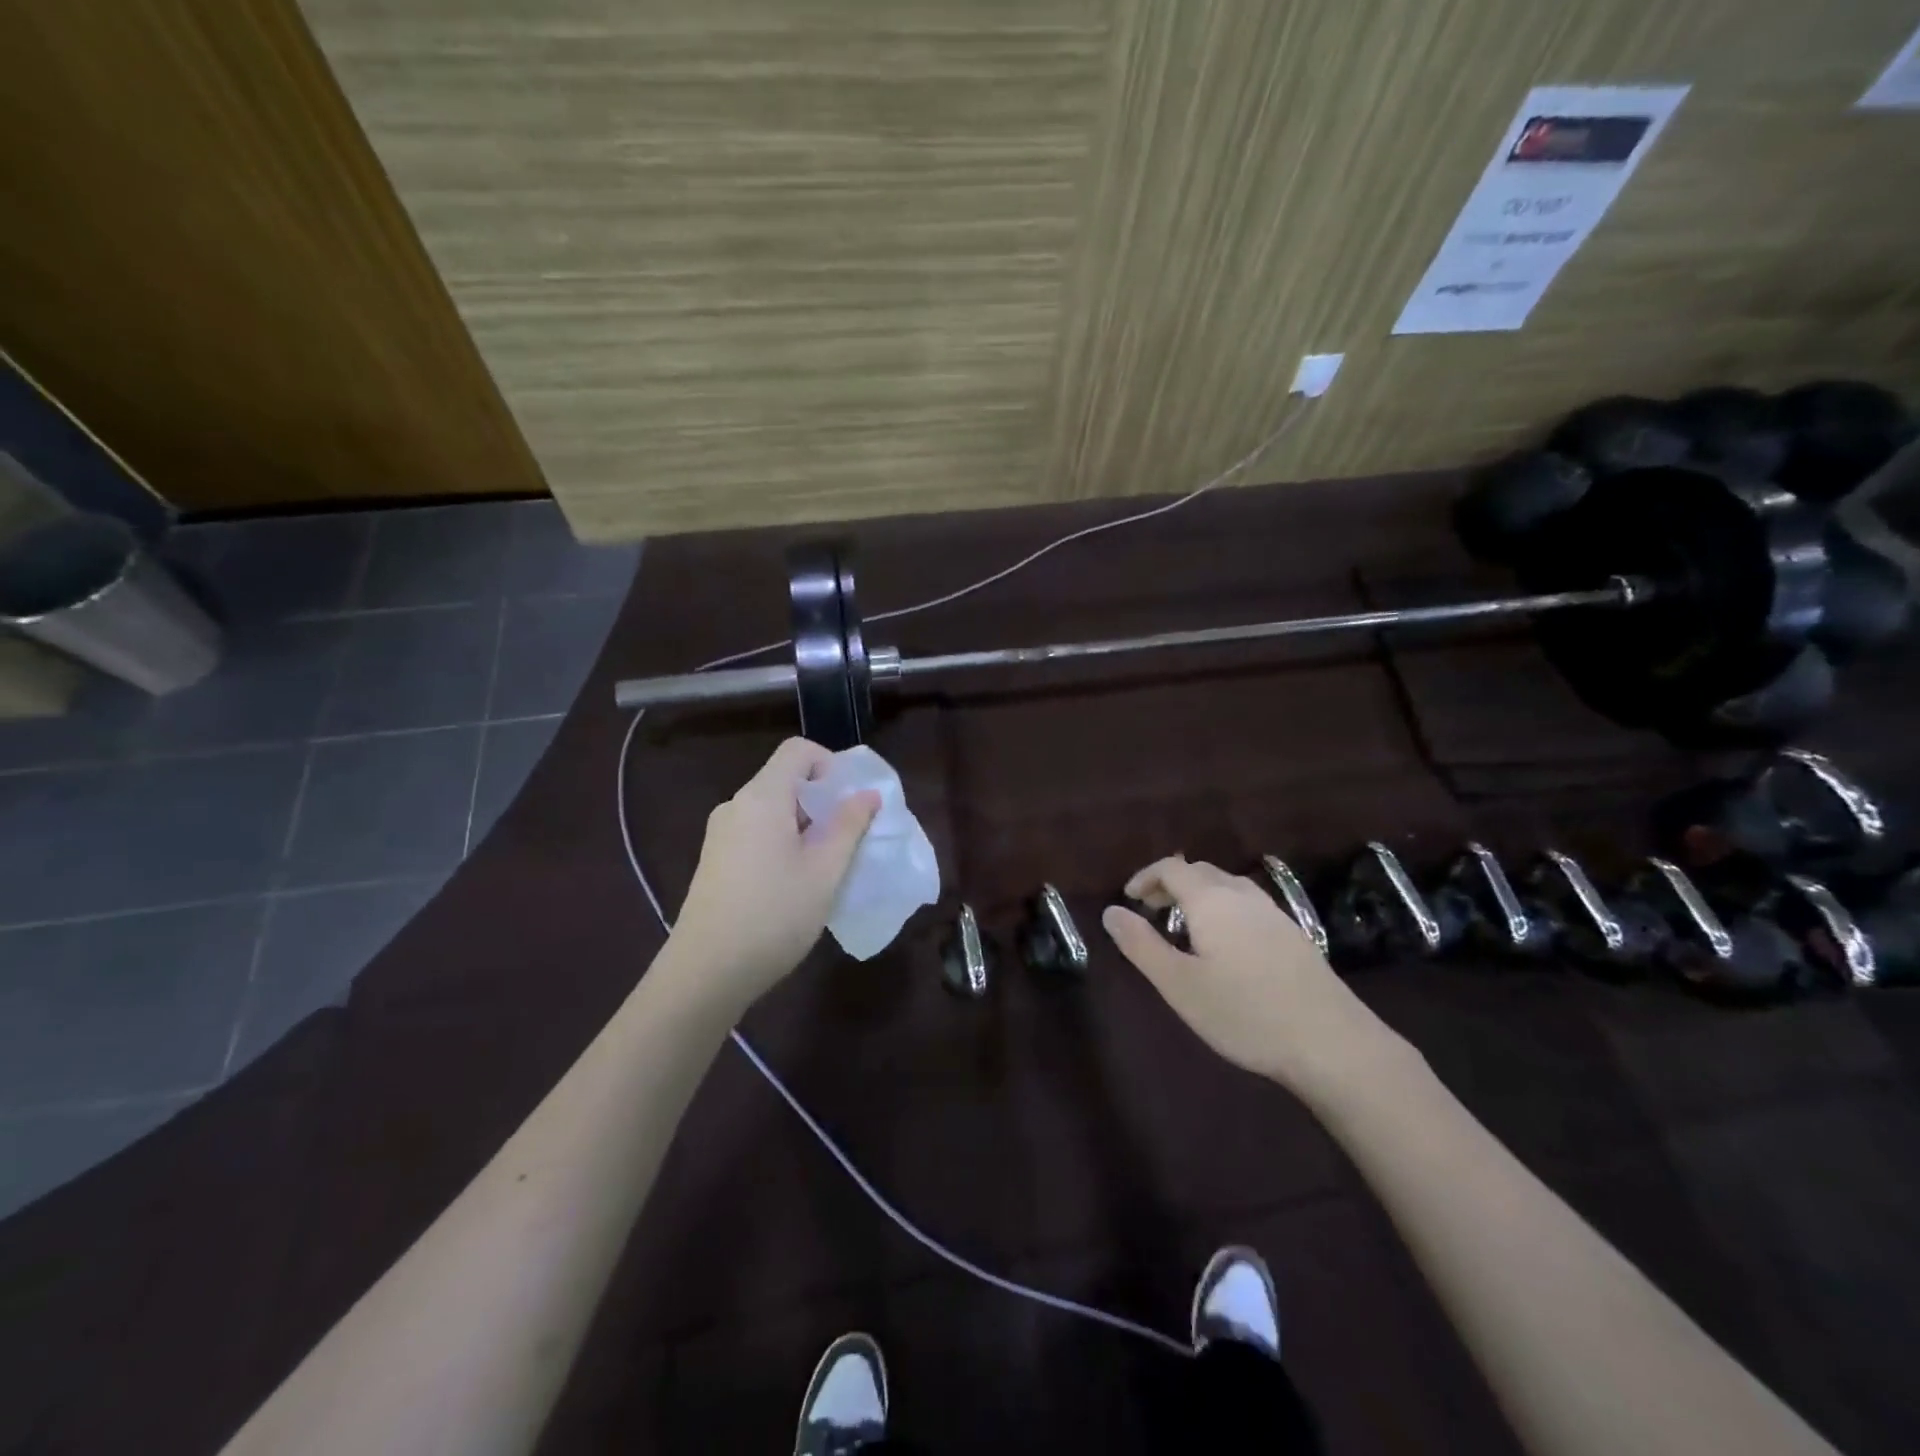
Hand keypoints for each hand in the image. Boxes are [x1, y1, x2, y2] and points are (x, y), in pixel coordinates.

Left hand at [662, 738, 879, 1013]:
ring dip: (804, 825)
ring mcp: (720, 834)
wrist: (705, 973)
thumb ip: (849, 826)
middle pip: (785, 780)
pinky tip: (794, 883)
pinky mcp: (714, 860)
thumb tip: (867, 794)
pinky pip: (756, 832)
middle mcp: (736, 806)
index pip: (797, 751)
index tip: (851, 801)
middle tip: (848, 838)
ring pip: (772, 809)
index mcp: (762, 797)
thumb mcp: (824, 871)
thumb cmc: (774, 915)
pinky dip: (782, 842)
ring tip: (825, 866)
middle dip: (822, 800)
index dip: (830, 764)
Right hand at [1102, 856, 1412, 1098]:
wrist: (1331, 1042)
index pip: (1172, 868)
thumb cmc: (1245, 1013)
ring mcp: (1274, 913)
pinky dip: (1223, 908)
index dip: (1145, 877)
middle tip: (1150, 911)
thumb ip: (1141, 944)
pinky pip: (1247, 904)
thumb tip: (1110, 912)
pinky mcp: (1294, 935)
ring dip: (1199, 894)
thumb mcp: (1179, 984)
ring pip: (1227, 886)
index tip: (1128, 898)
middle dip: (1170, 884)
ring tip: (1184, 925)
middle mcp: (1243, 896)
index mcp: (1211, 900)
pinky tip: (1226, 943)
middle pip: (1200, 871)